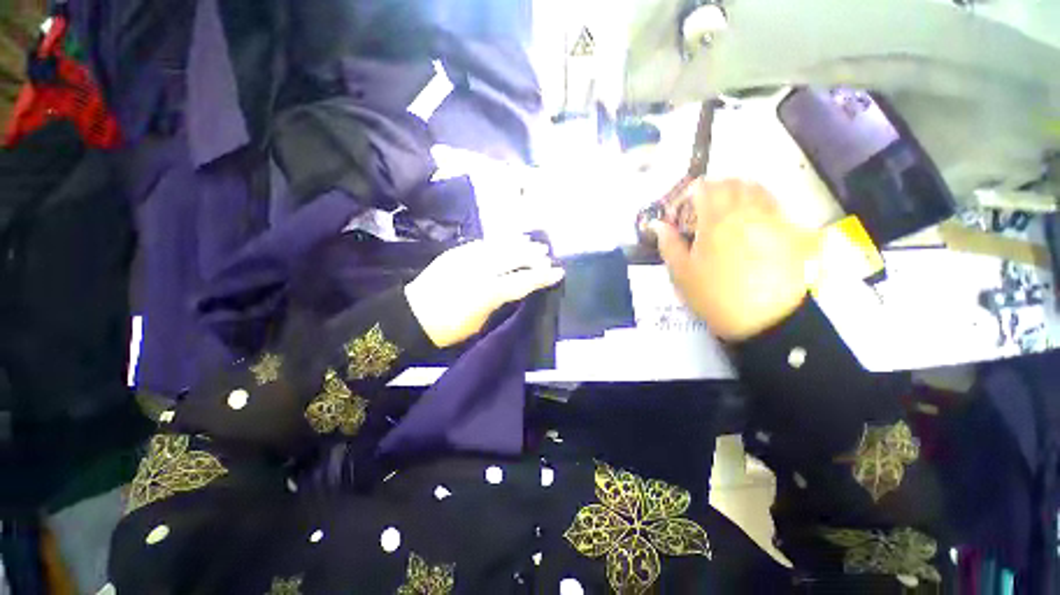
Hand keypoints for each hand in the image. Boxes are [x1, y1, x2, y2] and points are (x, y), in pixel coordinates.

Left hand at [405, 238, 564, 347]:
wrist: (413, 315)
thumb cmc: (450, 328)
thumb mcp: (481, 322)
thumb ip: (501, 301)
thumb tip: (516, 289)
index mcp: (489, 292)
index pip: (523, 280)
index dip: (543, 276)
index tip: (558, 272)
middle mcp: (481, 269)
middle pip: (514, 257)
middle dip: (534, 255)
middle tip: (547, 255)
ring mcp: (467, 257)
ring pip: (500, 245)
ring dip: (518, 243)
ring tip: (532, 242)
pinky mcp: (456, 252)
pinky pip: (484, 242)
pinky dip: (499, 241)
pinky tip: (507, 240)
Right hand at [654, 179, 820, 341]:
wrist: (767, 320)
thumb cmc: (715, 296)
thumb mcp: (681, 273)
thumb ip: (668, 244)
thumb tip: (658, 224)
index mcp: (717, 219)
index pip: (704, 187)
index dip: (689, 194)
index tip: (682, 212)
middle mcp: (748, 210)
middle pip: (733, 182)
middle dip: (715, 190)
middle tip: (704, 211)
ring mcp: (774, 219)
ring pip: (758, 189)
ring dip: (739, 195)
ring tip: (729, 216)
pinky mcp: (793, 232)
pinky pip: (776, 207)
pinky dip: (760, 208)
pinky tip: (753, 229)